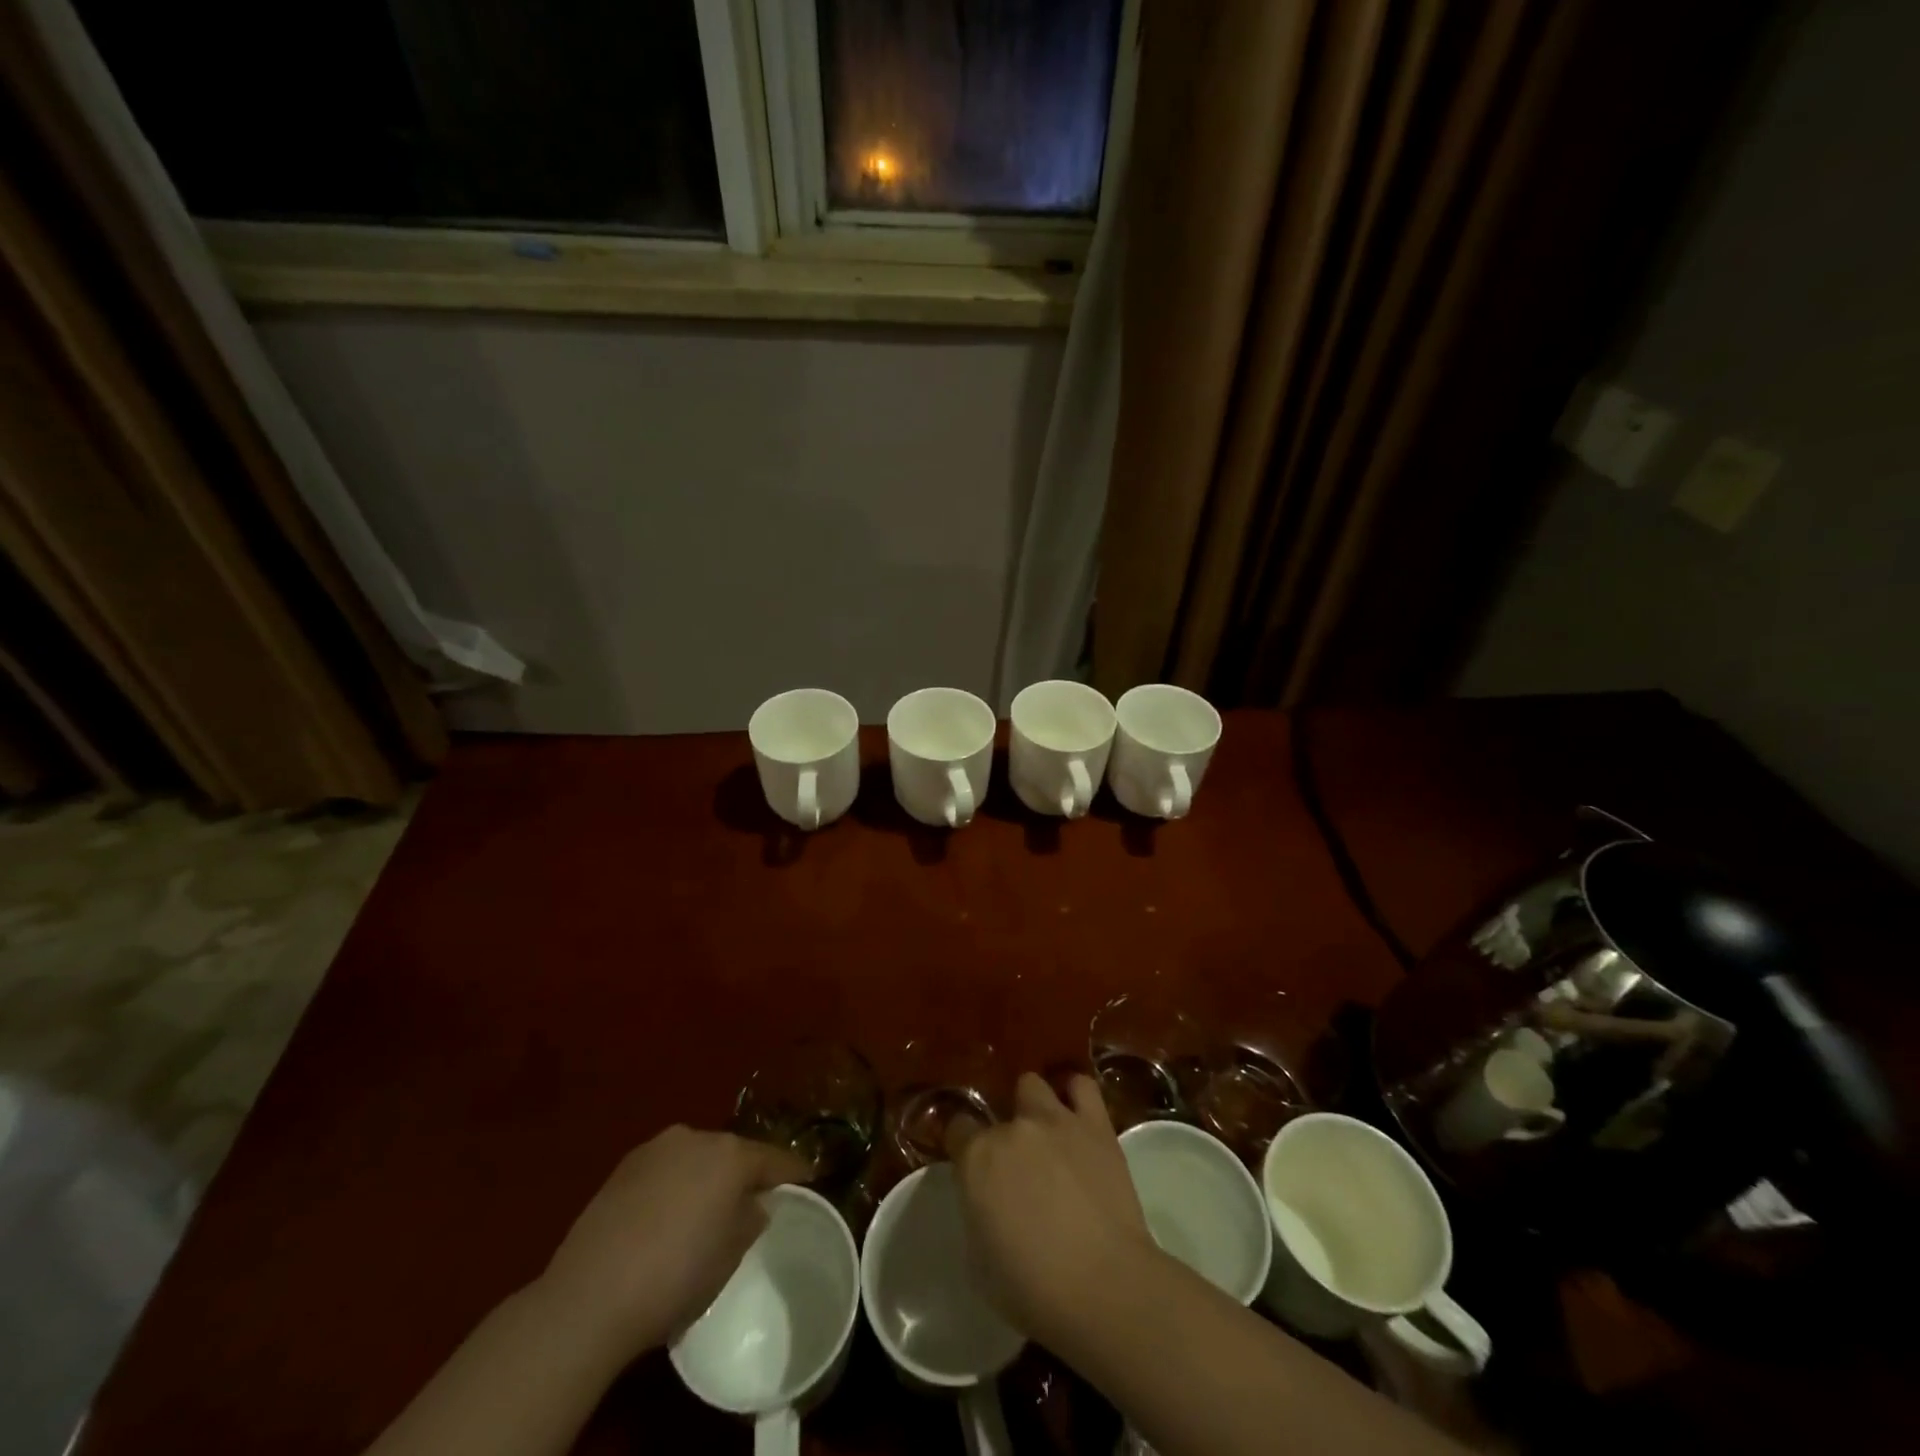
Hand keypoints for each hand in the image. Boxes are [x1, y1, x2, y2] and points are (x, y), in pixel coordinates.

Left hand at [537, 1126, 807, 1358]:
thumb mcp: (728, 1257)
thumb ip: (749, 1221)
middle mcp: (697, 1138)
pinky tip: (666, 1216)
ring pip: (696, 1157)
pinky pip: (665, 1169)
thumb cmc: (675, 1277)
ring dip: (706, 1176)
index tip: (811, 1176)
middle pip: (732, 1152)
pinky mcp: (623, 1167)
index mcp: (731, 1155)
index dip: (794, 1170)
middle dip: (744, 1172)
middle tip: (753, 1198)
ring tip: (706, 1208)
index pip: (774, 1159)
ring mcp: (656, 1149)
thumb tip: (753, 1206)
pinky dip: (674, 1185)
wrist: (590, 1295)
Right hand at [946, 1072, 1154, 1346]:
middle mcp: (1012, 1128)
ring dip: (1034, 1106)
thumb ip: (977, 1212)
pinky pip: (1081, 1087)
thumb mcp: (979, 1261)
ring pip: (1033, 1085)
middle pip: (999, 1108)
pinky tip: (1076, 1116)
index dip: (962, 1146)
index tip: (970, 1166)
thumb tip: (986, 1200)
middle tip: (1017, 1162)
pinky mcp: (1095, 1124)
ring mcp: (1055, 1120)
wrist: (1104, 1287)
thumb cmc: (1032, 1290)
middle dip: (1004, 1130)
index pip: (957, 1129)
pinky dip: (1074, 1094)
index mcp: (977, 1159)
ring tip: (1046, 1134)